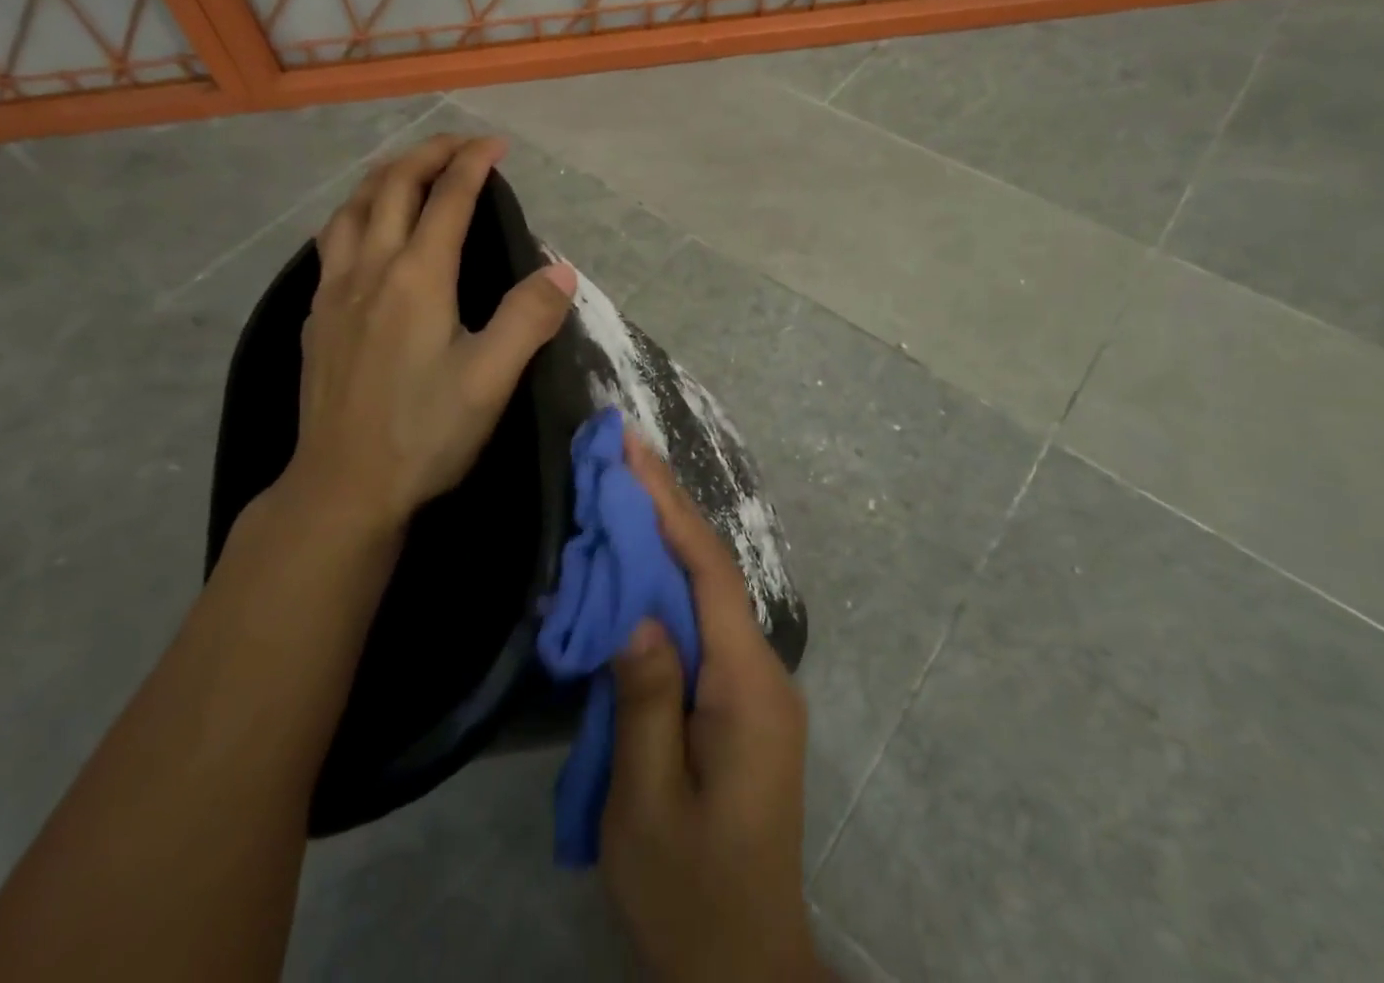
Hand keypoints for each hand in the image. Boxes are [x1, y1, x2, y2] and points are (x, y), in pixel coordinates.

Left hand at [276, 134, 577, 538]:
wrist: (342, 487)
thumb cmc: (424, 432)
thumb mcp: (491, 379)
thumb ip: (528, 318)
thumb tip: (560, 271)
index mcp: (417, 277)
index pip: (448, 199)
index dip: (473, 163)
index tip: (497, 144)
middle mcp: (371, 269)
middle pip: (391, 187)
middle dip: (426, 154)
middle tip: (459, 144)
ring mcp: (335, 291)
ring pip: (352, 208)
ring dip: (383, 176)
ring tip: (409, 170)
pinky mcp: (316, 317)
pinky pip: (333, 241)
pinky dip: (356, 213)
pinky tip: (364, 232)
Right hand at [602, 433, 822, 982]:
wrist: (744, 969)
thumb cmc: (691, 892)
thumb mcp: (649, 806)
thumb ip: (646, 702)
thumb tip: (637, 614)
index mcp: (746, 686)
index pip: (707, 571)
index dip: (669, 505)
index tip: (634, 451)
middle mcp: (762, 670)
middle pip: (711, 570)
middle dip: (666, 507)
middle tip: (622, 455)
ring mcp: (756, 685)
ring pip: (707, 593)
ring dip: (666, 540)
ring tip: (623, 492)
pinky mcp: (741, 701)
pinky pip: (703, 625)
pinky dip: (669, 586)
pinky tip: (638, 570)